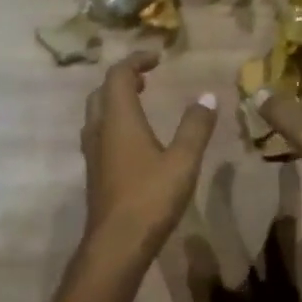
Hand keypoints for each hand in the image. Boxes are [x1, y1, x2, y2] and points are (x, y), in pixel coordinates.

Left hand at [82, 52, 217, 262]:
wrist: (117, 243)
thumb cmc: (151, 197)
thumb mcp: (183, 160)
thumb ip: (196, 127)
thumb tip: (208, 96)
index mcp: (118, 119)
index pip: (119, 76)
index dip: (136, 61)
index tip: (157, 58)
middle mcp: (99, 130)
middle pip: (102, 93)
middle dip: (123, 80)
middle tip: (147, 80)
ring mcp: (93, 154)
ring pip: (97, 115)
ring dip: (116, 102)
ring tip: (140, 104)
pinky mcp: (95, 173)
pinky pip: (99, 135)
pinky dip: (114, 124)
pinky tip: (133, 141)